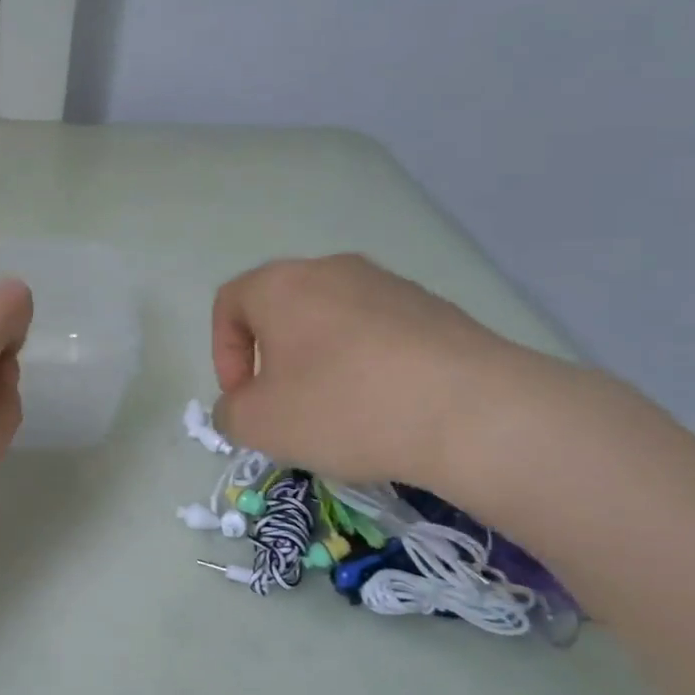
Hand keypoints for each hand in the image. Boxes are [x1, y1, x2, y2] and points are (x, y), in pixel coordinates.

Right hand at [210, 254, 554, 489]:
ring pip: (334, 322)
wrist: (472, 412)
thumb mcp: (257, 424)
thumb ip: (229, 412)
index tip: (243, 398)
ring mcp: (391, 286)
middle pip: (283, 310)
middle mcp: (333, 270)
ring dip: (322, 364)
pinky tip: (387, 410)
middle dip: (274, 361)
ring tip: (340, 413)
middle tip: (285, 407)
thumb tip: (242, 406)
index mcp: (281, 284)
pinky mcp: (437, 310)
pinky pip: (381, 335)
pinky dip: (369, 367)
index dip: (223, 353)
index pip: (229, 303)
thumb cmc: (342, 407)